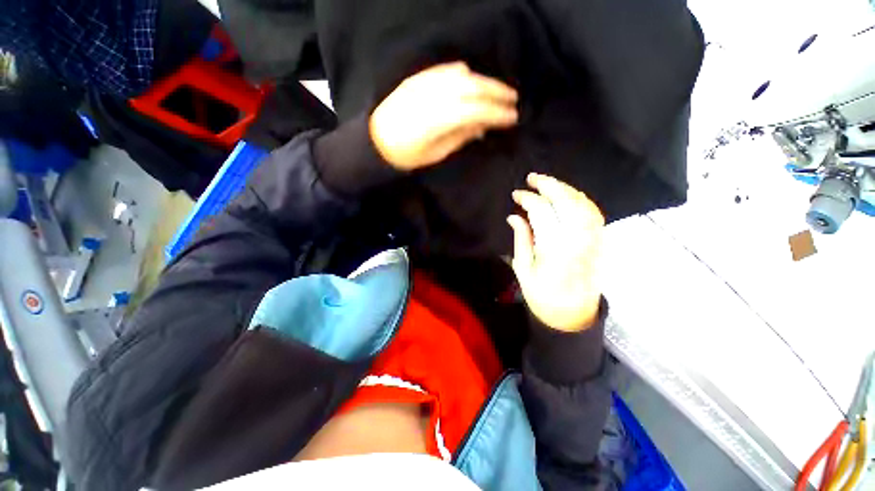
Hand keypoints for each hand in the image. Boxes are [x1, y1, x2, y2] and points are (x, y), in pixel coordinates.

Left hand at [369, 62, 517, 170]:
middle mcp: (433, 96)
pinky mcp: (417, 79)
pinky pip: (445, 70)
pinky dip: (462, 73)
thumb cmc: (407, 155)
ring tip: (498, 89)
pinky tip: (471, 78)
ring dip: (483, 81)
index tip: (512, 118)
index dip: (496, 113)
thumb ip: (460, 137)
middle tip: (513, 99)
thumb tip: (482, 127)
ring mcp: (424, 84)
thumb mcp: (436, 153)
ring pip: (461, 76)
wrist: (375, 141)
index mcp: (438, 119)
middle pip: (472, 88)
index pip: (476, 110)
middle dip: (496, 92)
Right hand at [508, 174, 604, 331]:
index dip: (528, 199)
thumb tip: (514, 216)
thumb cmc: (542, 295)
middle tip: (532, 178)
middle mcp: (578, 239)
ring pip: (583, 204)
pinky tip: (568, 196)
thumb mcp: (523, 269)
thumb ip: (521, 239)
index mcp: (554, 249)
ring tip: (548, 183)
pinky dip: (580, 200)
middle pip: (567, 202)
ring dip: (565, 189)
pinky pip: (593, 213)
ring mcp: (593, 239)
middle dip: (549, 185)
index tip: (516, 195)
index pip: (542, 212)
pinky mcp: (600, 241)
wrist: (572, 314)